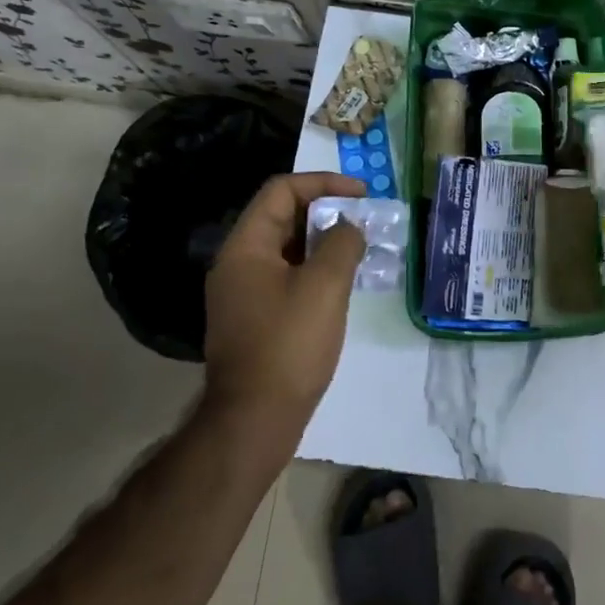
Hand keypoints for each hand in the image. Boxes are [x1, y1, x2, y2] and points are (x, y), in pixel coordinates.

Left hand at [204, 172, 368, 442]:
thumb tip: (349, 227)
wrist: (253, 422)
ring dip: (324, 242)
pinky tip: (344, 283)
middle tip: (366, 219)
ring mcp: (244, 293)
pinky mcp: (255, 318)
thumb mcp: (325, 286)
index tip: (361, 194)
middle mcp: (238, 263)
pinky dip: (316, 269)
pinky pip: (288, 277)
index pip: (282, 191)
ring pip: (288, 249)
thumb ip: (342, 243)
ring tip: (362, 248)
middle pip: (283, 217)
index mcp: (245, 247)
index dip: (323, 183)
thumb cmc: (288, 345)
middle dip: (327, 211)